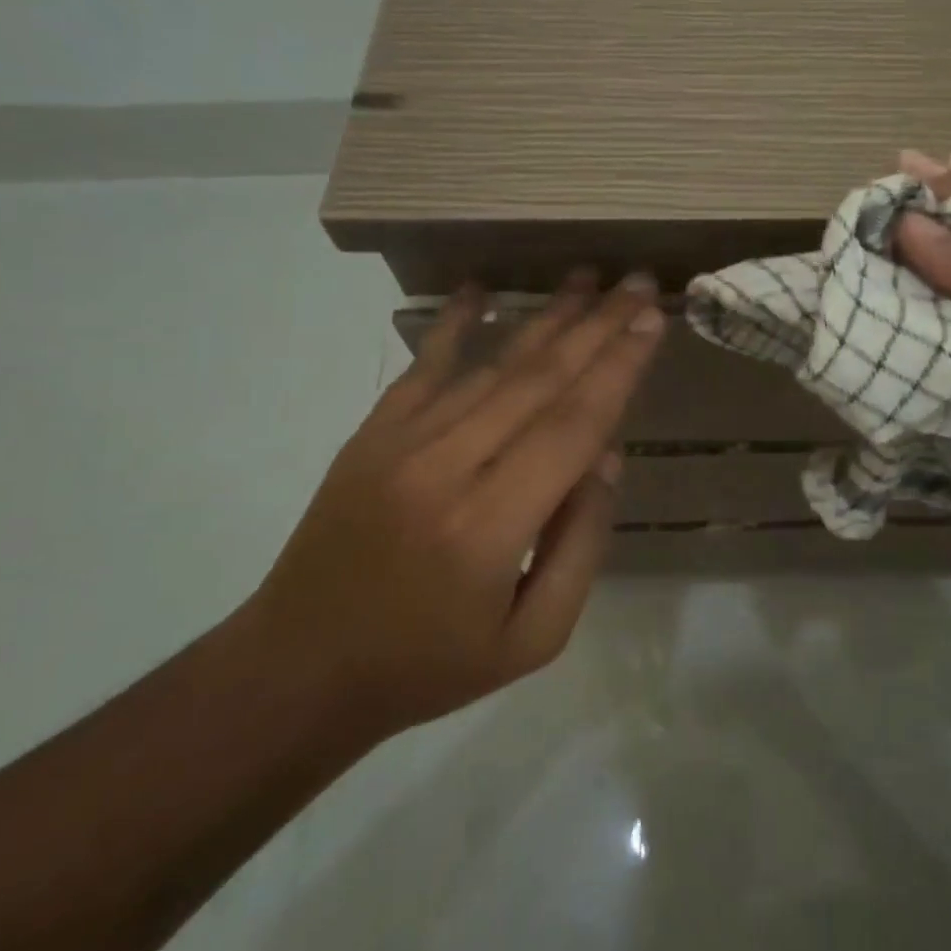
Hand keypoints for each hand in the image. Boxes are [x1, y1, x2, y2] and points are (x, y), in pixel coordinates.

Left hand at [245, 271, 665, 735]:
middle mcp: (445, 469)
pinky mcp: (370, 435)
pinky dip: (453, 323)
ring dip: (545, 319)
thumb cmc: (428, 666)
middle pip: (538, 380)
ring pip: (490, 365)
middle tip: (638, 283)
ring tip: (587, 279)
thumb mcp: (533, 639)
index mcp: (489, 527)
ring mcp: (399, 444)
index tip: (653, 322)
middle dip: (597, 326)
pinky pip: (422, 367)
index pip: (572, 426)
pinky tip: (479, 287)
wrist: (298, 671)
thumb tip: (606, 455)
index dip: (618, 368)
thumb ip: (580, 545)